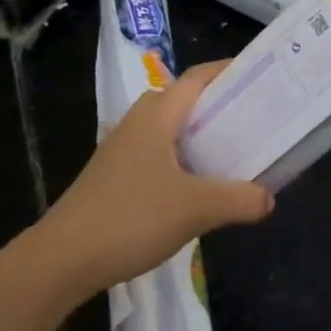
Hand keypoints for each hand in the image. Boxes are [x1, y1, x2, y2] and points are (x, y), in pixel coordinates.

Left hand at [33, 60, 272, 301]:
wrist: (62, 259)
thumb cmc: (130, 218)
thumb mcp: (194, 209)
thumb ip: (237, 199)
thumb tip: (268, 197)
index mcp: (157, 114)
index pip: (198, 78)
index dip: (228, 71)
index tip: (261, 75)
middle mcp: (139, 121)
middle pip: (186, 100)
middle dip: (220, 104)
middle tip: (256, 117)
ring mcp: (123, 148)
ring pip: (171, 128)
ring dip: (201, 134)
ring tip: (234, 151)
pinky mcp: (115, 174)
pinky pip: (158, 152)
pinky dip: (183, 158)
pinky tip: (197, 186)